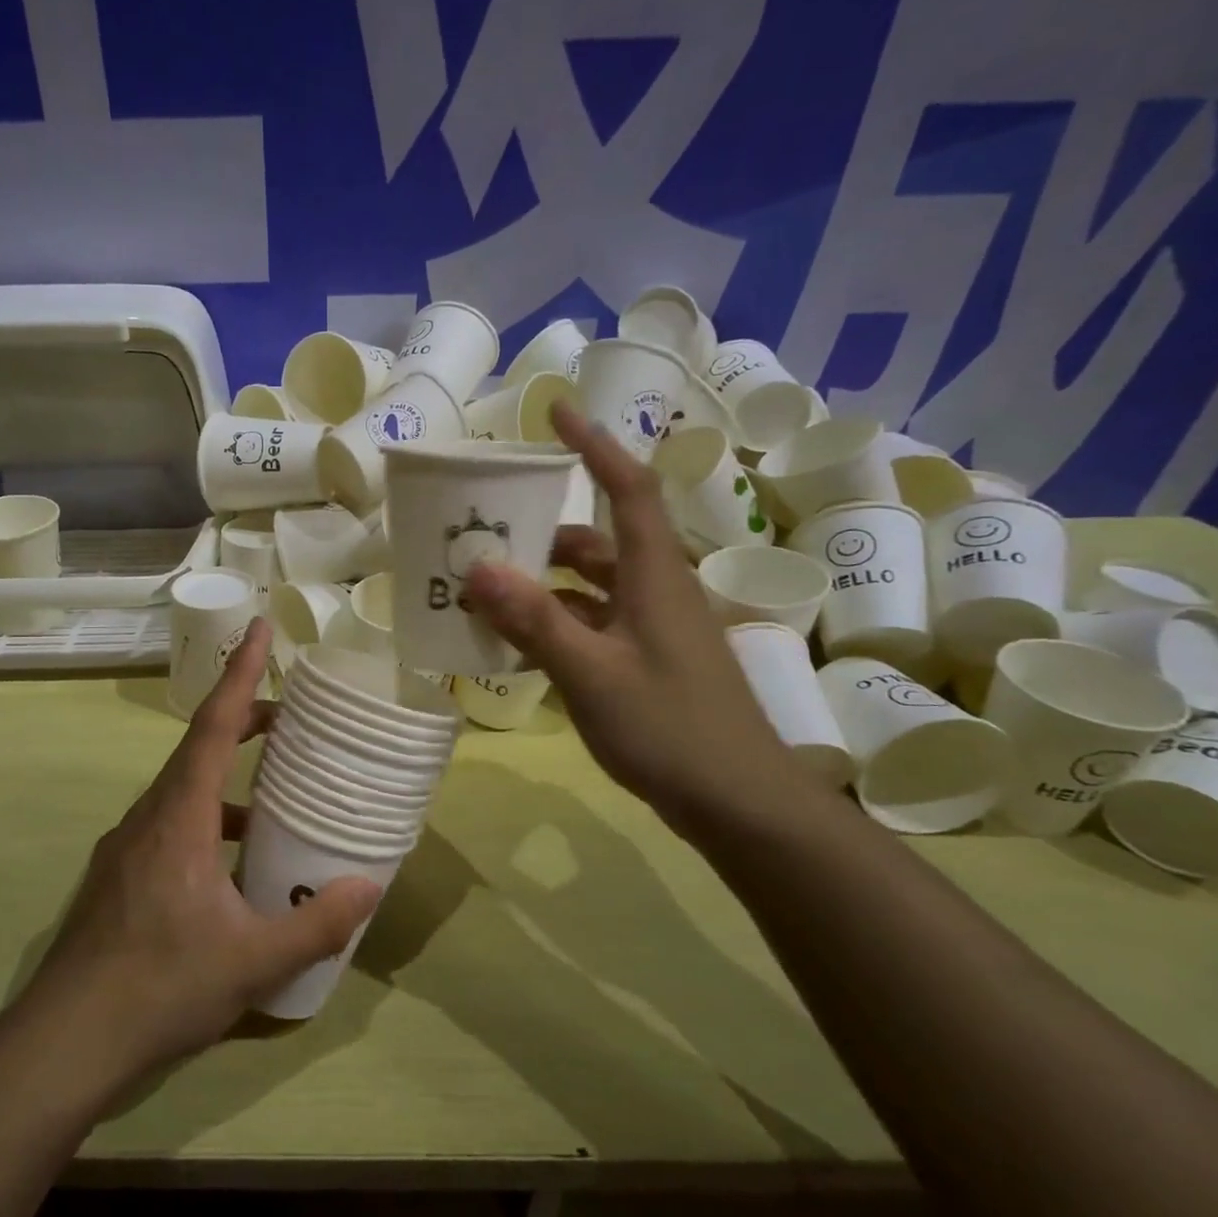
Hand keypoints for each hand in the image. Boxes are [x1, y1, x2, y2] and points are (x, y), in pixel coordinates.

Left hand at [19, 619, 380, 1095]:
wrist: (65, 1041)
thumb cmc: (160, 986)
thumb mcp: (252, 961)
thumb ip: (315, 924)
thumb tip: (368, 887)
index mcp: (179, 816)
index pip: (214, 725)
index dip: (240, 673)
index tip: (259, 627)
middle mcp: (148, 816)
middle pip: (197, 748)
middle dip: (243, 721)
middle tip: (290, 718)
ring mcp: (126, 846)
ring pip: (182, 789)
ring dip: (225, 778)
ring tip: (272, 796)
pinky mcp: (118, 875)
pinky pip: (169, 824)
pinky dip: (206, 820)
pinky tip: (230, 865)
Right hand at [465, 404, 809, 833]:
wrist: (739, 804)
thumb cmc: (670, 728)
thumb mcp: (591, 673)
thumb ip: (534, 620)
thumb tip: (478, 568)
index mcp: (653, 576)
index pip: (626, 488)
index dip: (594, 445)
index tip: (555, 412)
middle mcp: (655, 591)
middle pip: (597, 539)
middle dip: (543, 527)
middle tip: (487, 526)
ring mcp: (653, 629)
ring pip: (591, 585)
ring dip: (543, 580)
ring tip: (487, 586)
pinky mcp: (647, 662)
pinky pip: (592, 623)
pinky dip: (554, 621)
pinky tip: (517, 641)